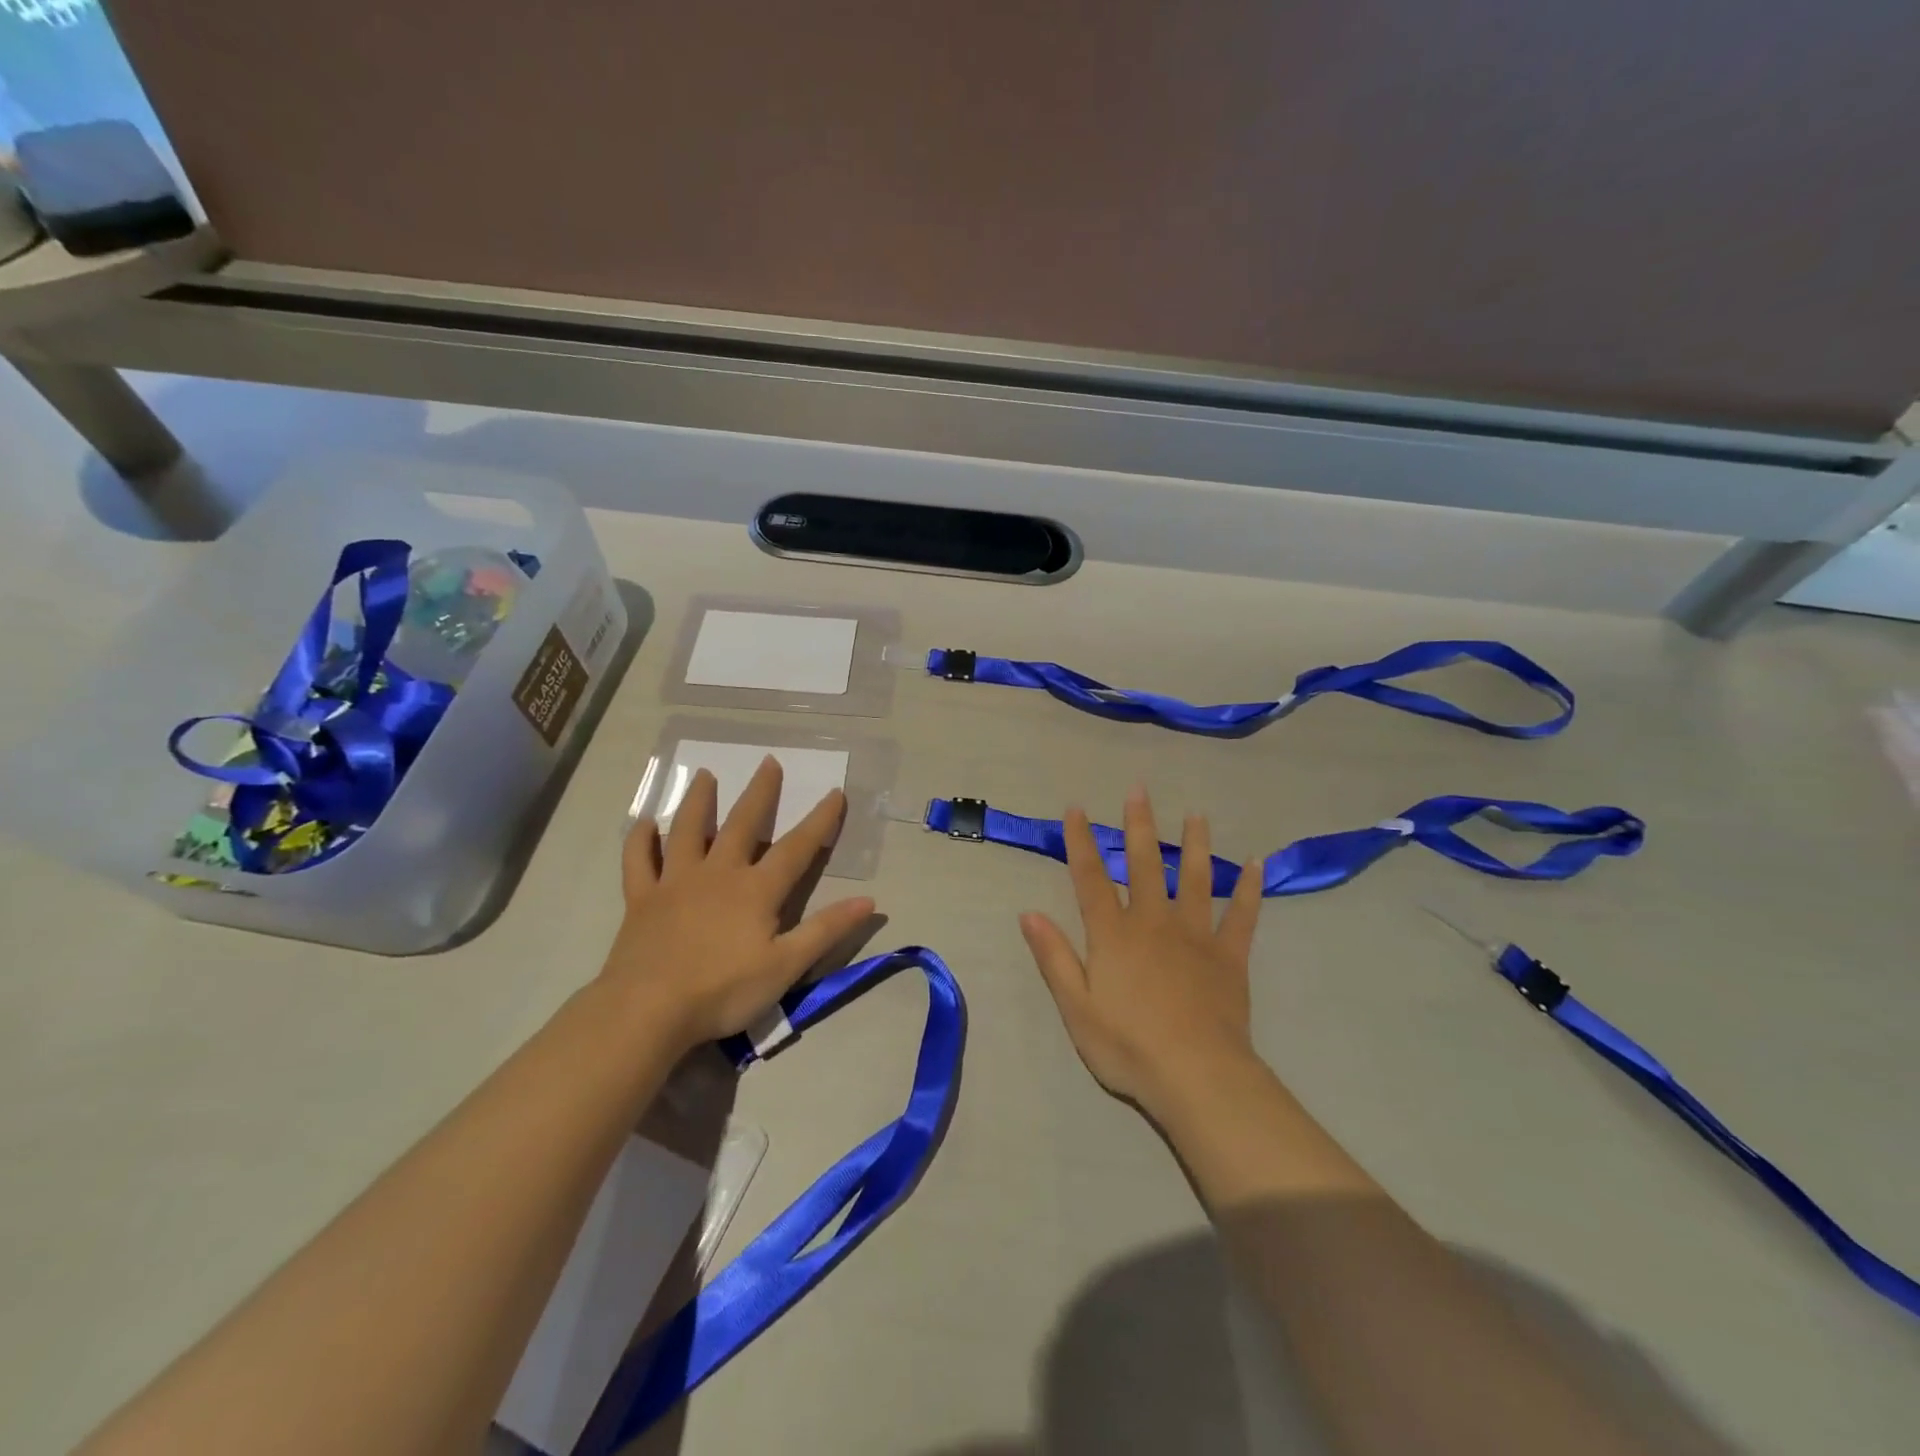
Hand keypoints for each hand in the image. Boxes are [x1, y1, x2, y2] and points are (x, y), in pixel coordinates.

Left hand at [604, 757, 874, 1053]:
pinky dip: (640, 841)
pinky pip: (639, 862)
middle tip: (768, 761)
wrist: (648, 1011)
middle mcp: (718, 873)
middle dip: (760, 793)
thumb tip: (869, 901)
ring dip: (698, 801)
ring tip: (704, 775)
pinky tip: (644, 824)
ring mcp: (675, 882)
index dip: (819, 821)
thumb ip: (826, 930)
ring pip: (687, 830)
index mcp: (756, 890)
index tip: (835, 792)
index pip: (796, 848)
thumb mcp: (786, 966)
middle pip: (742, 824)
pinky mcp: (641, 899)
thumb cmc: (723, 991)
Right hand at [1020, 785, 1264, 1115]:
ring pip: (1196, 879)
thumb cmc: (1127, 1045)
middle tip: (1139, 790)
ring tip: (1196, 814)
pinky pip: (1241, 916)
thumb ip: (1053, 956)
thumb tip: (1028, 912)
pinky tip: (1256, 865)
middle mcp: (1153, 922)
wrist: (1196, 1076)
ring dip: (1195, 844)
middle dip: (1139, 826)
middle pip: (1145, 865)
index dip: (1082, 842)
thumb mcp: (1076, 1006)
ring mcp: (1195, 936)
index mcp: (1113, 934)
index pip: (1091, 878)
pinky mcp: (1229, 956)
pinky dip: (1249, 890)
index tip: (1077, 808)